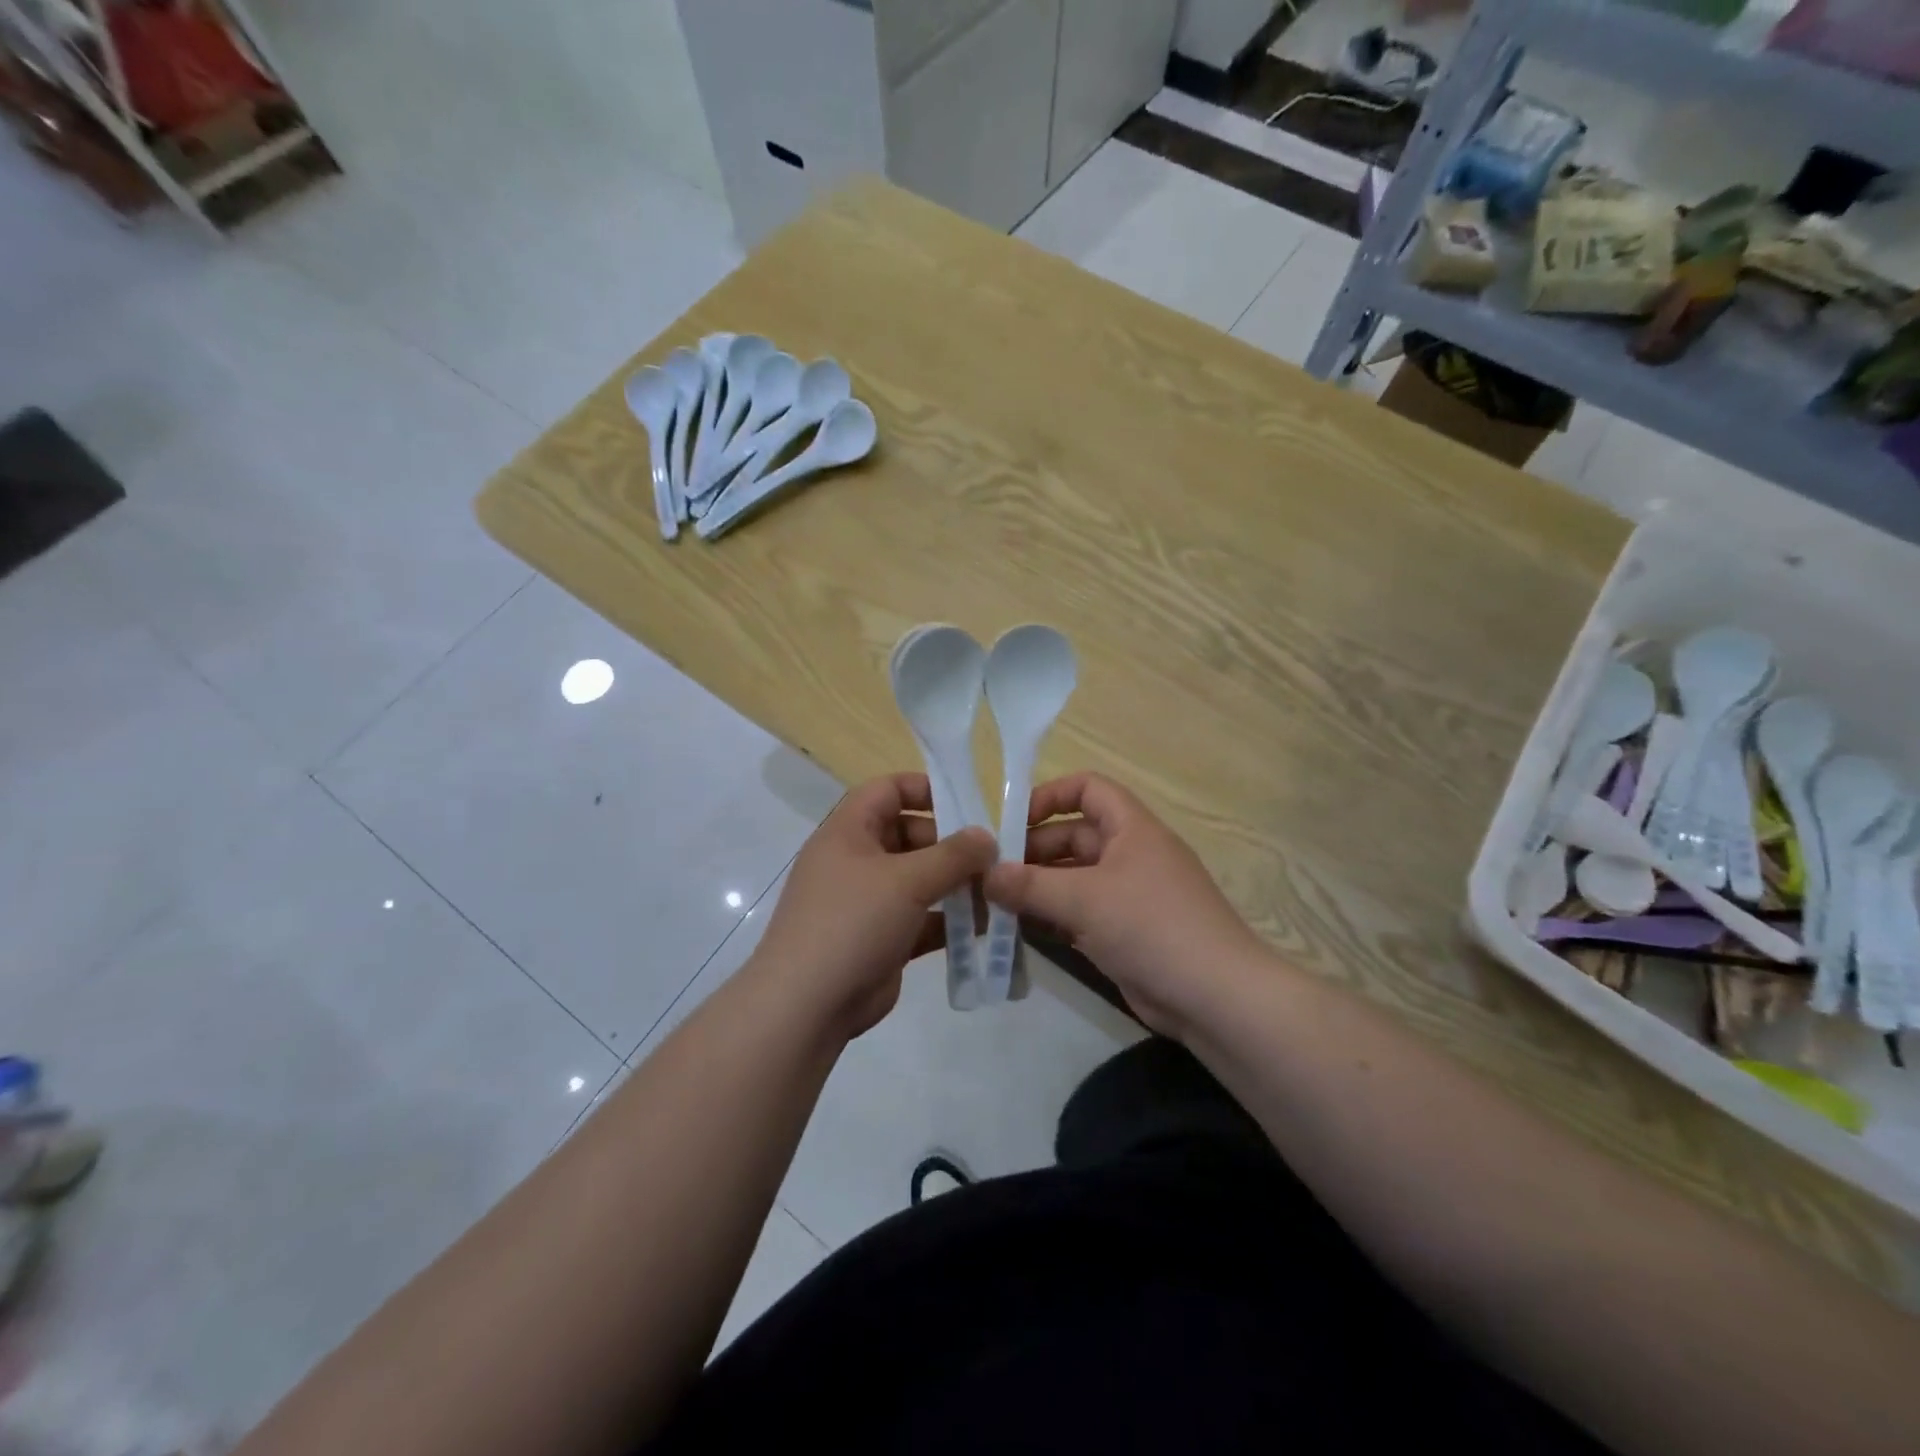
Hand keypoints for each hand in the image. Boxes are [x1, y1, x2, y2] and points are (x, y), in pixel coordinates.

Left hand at [749, 773, 995, 1038]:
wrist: (807, 1006)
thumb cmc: (853, 922)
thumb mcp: (907, 880)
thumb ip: (953, 855)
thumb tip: (987, 837)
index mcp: (848, 832)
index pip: (887, 790)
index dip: (925, 789)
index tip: (968, 804)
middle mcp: (856, 860)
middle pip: (910, 835)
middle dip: (952, 845)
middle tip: (993, 858)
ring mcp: (868, 902)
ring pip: (919, 880)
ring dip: (956, 884)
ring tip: (997, 891)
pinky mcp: (882, 938)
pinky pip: (921, 918)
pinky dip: (949, 920)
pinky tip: (984, 927)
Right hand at [983, 772, 1264, 1036]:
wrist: (1215, 997)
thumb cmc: (1151, 927)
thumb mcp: (1085, 900)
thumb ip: (1030, 886)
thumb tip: (985, 875)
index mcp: (1132, 828)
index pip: (1088, 788)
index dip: (1050, 796)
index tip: (1012, 823)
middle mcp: (1130, 854)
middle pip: (1073, 836)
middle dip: (1032, 851)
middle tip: (989, 873)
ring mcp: (1128, 895)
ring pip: (1073, 878)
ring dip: (1037, 887)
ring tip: (994, 902)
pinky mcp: (1124, 932)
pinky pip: (1080, 913)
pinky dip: (1052, 917)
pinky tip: (1020, 930)